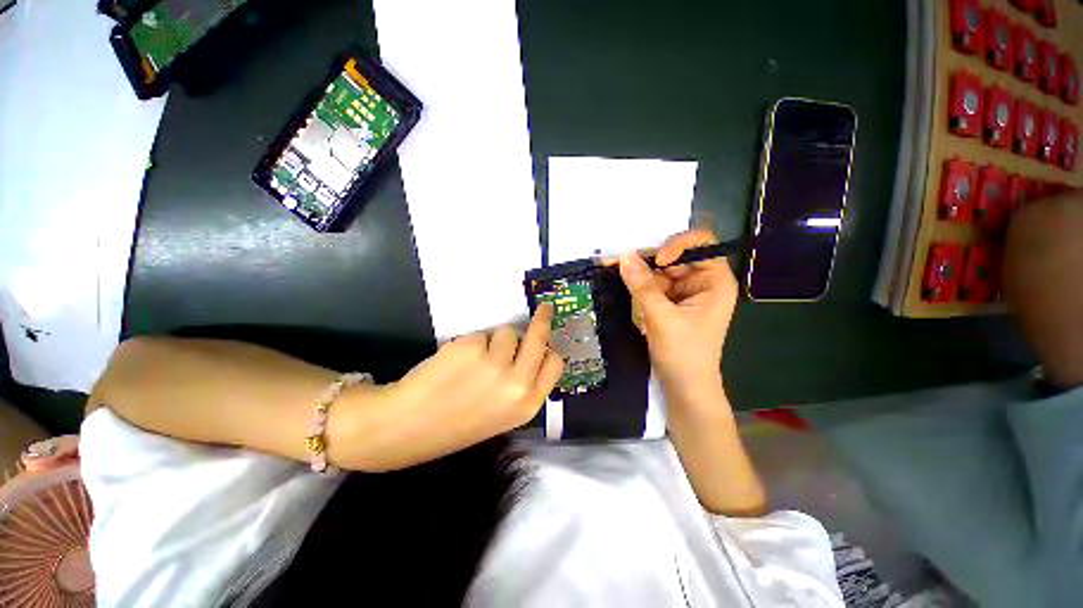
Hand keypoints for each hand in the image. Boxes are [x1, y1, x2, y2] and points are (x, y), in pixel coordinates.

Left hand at [351, 304, 563, 470]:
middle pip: (539, 338)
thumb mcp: (502, 413)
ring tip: (474, 360)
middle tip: (544, 308)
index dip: (551, 348)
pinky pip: (481, 334)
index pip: (554, 364)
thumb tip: (530, 350)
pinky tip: (456, 361)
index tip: (549, 335)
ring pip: (508, 332)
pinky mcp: (472, 348)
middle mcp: (517, 384)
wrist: (407, 427)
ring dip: (495, 340)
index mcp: (527, 404)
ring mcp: (495, 364)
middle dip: (542, 320)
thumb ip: (522, 384)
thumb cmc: (456, 422)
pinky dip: (472, 342)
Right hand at [618, 228, 737, 400]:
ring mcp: (685, 292)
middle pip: (673, 257)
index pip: (700, 243)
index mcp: (715, 280)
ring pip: (658, 273)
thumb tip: (623, 256)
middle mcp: (702, 281)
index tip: (656, 261)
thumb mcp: (661, 317)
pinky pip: (652, 287)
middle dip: (648, 265)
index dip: (677, 245)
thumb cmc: (683, 353)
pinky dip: (641, 294)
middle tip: (617, 264)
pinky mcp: (671, 302)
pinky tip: (638, 310)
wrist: (683, 387)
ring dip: (641, 283)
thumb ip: (642, 285)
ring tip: (636, 306)